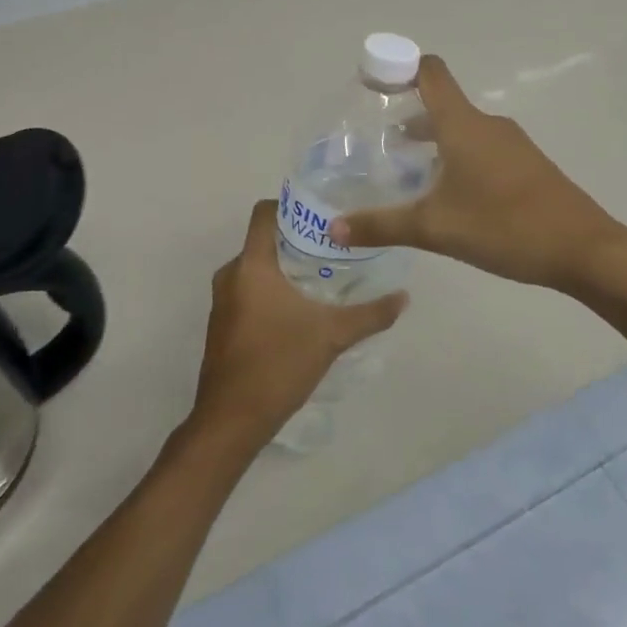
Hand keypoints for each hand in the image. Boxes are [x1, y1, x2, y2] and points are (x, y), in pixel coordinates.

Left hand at [189, 201, 406, 451]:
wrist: (232, 420)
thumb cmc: (278, 364)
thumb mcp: (332, 336)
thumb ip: (370, 314)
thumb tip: (404, 297)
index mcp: (251, 265)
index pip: (264, 213)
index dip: (291, 205)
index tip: (322, 213)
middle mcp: (230, 275)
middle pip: (263, 240)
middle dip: (296, 239)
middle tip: (333, 245)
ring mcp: (222, 301)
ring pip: (256, 267)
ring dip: (285, 267)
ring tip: (322, 275)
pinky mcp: (222, 323)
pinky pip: (248, 289)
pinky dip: (271, 289)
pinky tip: (300, 307)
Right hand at [332, 55, 623, 294]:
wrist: (584, 249)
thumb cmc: (504, 227)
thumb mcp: (434, 228)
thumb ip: (382, 226)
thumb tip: (333, 229)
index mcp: (463, 125)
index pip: (430, 73)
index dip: (399, 67)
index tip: (371, 82)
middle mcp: (487, 124)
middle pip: (442, 102)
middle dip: (408, 114)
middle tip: (377, 141)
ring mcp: (511, 143)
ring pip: (462, 128)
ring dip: (433, 139)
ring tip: (407, 169)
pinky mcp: (526, 165)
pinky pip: (482, 146)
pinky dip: (457, 155)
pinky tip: (448, 192)